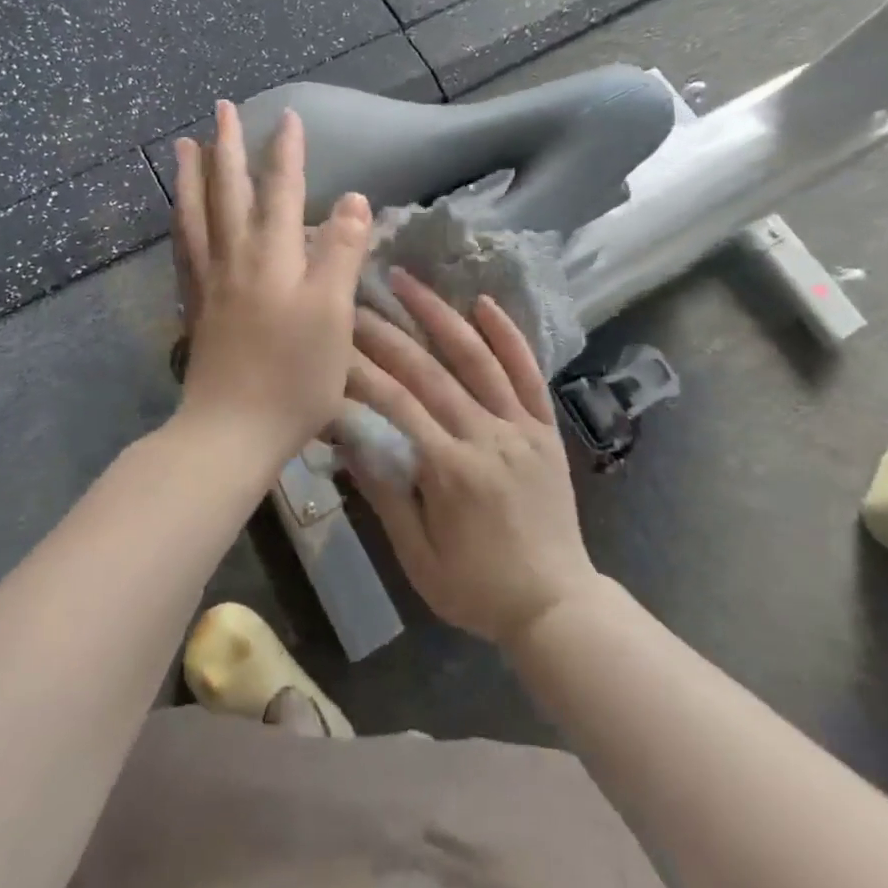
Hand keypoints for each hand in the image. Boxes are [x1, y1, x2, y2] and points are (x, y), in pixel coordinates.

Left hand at [173, 100, 371, 468]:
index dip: (286, 152)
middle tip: (221, 108)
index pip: (281, 190)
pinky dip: (180, 221)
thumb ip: (341, 252)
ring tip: (186, 145)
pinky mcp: (196, 307)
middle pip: (228, 191)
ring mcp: (209, 282)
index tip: (287, 117)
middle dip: (227, 147)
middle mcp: (234, 258)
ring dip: (192, 175)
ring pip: (196, 214)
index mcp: (271, 256)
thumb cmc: (293, 376)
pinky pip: (183, 249)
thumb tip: (353, 199)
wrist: (231, 431)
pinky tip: (179, 215)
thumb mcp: (332, 313)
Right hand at [347, 270, 602, 649]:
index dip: (359, 369)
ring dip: (440, 315)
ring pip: (477, 359)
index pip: (396, 404)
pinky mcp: (546, 427)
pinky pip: (529, 374)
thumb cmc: (477, 589)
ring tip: (408, 280)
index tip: (331, 341)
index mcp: (451, 470)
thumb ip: (385, 495)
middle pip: (429, 372)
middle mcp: (487, 437)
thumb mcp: (418, 557)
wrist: (556, 606)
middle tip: (354, 298)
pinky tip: (483, 302)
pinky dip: (508, 335)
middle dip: (386, 332)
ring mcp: (522, 427)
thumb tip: (346, 440)